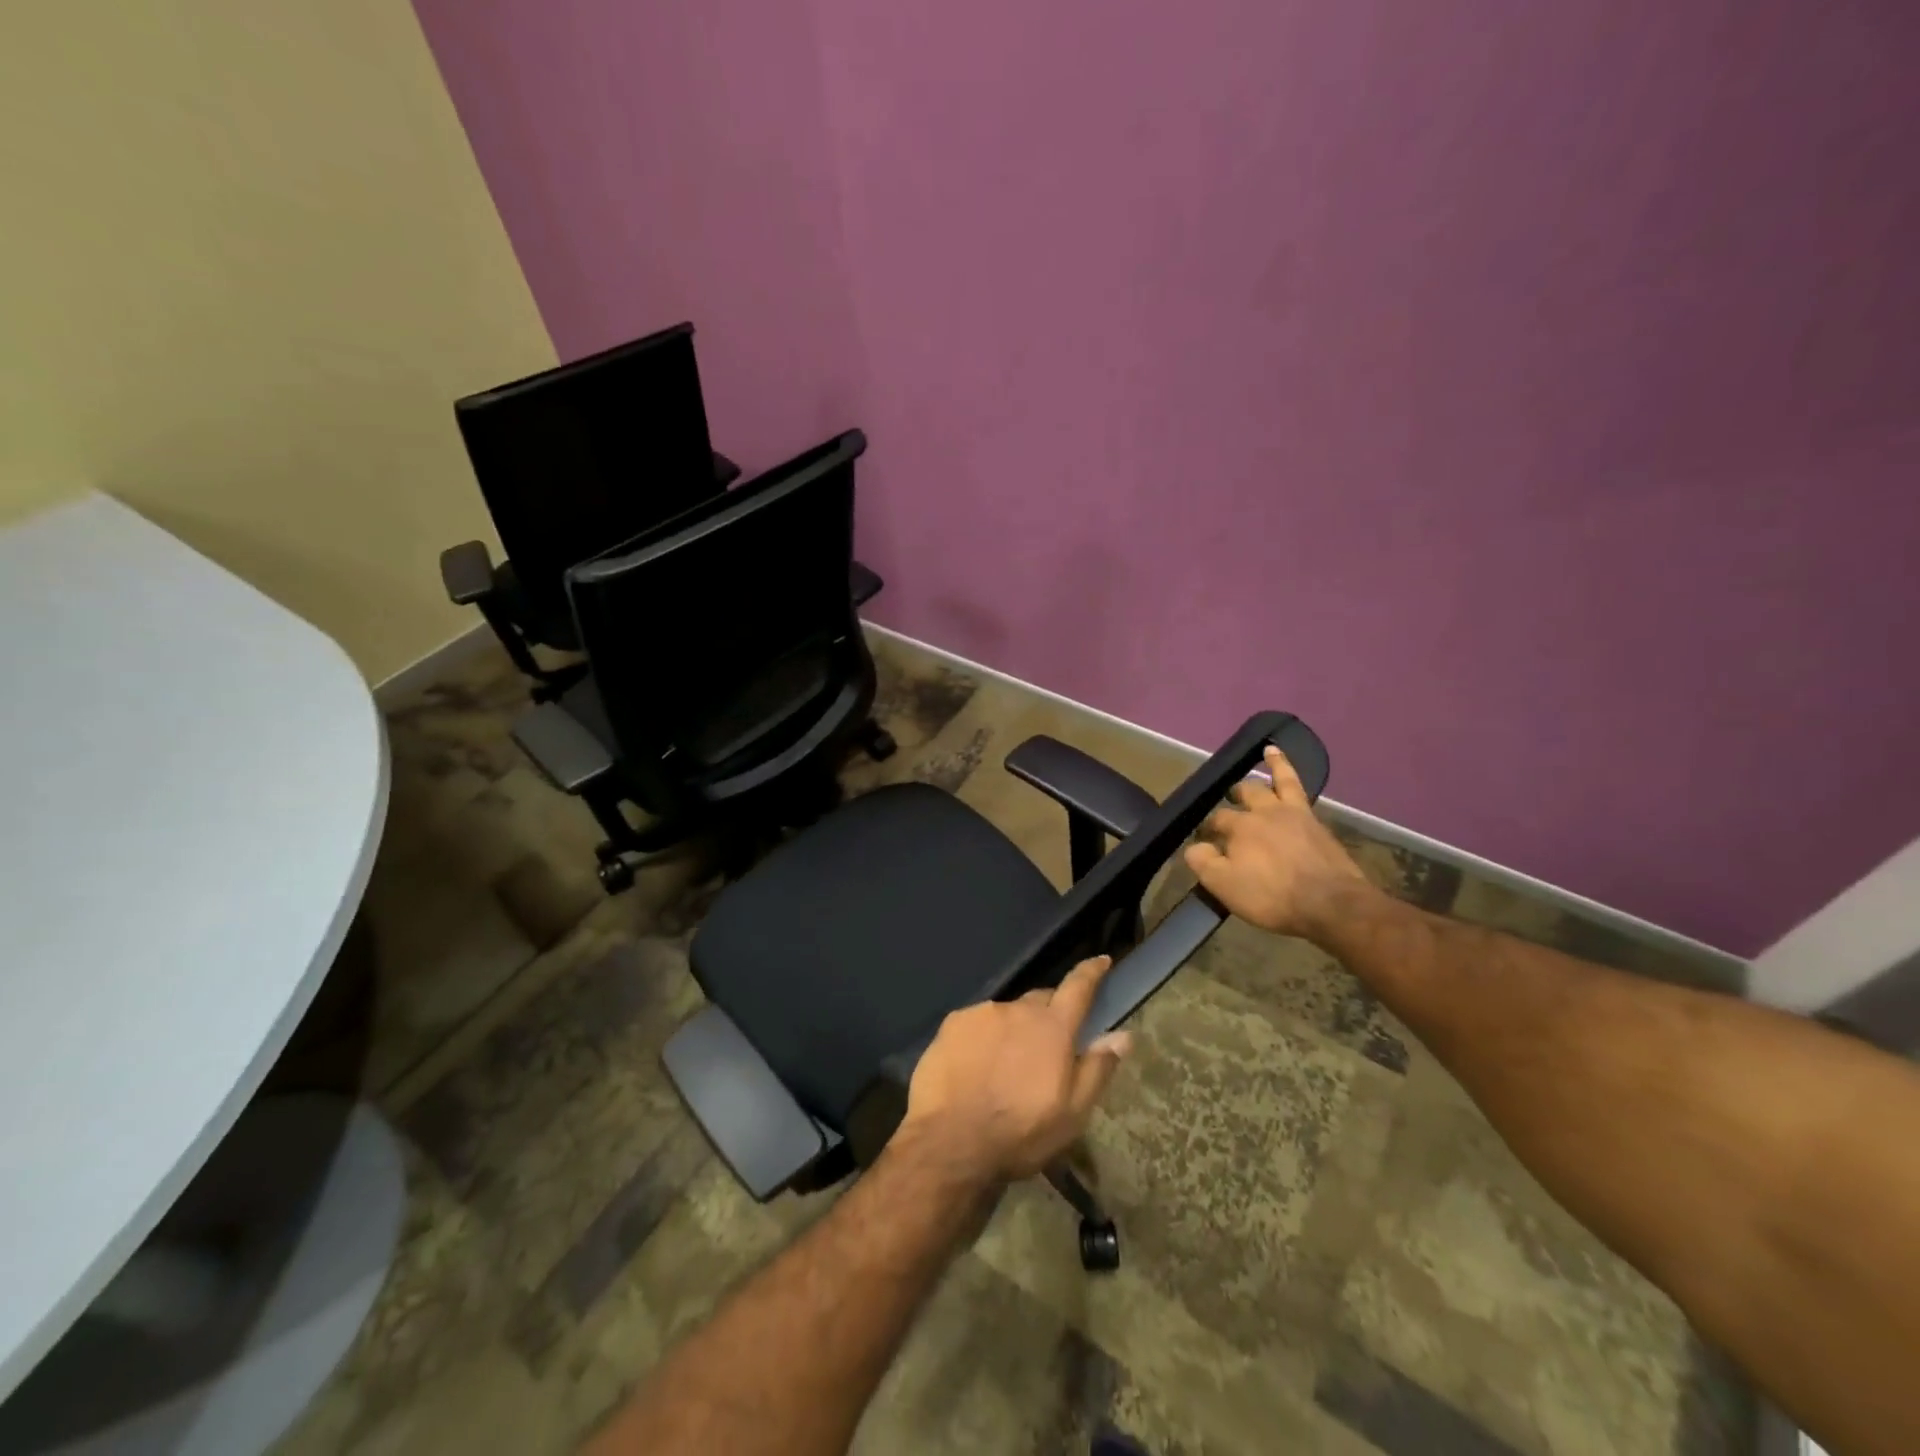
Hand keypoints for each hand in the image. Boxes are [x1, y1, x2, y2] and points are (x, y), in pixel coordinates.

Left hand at [900, 956, 1132, 1182]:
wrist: (950, 1142)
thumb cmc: (1020, 1133)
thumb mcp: (1072, 1114)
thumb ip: (1097, 1068)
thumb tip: (1123, 1035)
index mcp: (1053, 1028)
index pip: (1078, 987)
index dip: (1091, 972)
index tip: (1101, 960)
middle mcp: (1017, 1009)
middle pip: (1040, 1001)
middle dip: (1049, 1015)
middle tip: (1048, 1046)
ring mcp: (981, 1013)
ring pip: (1007, 1014)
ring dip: (1013, 1031)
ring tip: (1005, 1066)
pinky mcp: (952, 1024)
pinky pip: (977, 1024)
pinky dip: (983, 1038)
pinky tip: (976, 1067)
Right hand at [1184, 745, 1376, 940]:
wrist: (1331, 904)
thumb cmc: (1273, 896)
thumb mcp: (1225, 886)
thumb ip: (1203, 862)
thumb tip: (1193, 846)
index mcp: (1240, 827)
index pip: (1216, 820)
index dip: (1207, 828)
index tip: (1203, 840)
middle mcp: (1265, 812)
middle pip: (1246, 793)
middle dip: (1234, 794)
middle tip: (1229, 797)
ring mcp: (1295, 814)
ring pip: (1280, 781)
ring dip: (1274, 764)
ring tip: (1269, 751)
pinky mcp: (1318, 823)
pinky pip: (1302, 791)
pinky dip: (1294, 775)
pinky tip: (1293, 774)